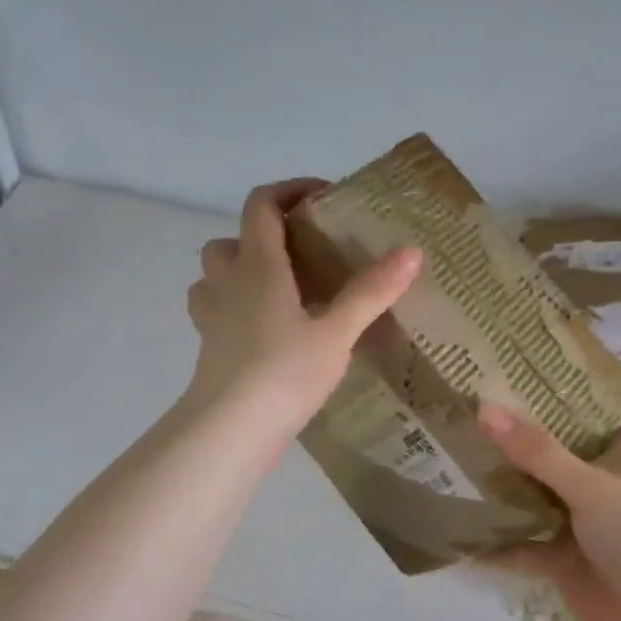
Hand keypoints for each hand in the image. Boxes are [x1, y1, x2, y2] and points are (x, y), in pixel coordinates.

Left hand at [183, 179, 420, 449]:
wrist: (230, 430)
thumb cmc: (283, 373)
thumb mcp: (336, 333)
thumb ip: (371, 292)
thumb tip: (411, 250)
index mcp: (257, 266)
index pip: (261, 205)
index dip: (289, 190)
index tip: (323, 198)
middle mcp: (227, 283)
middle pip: (229, 240)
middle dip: (260, 238)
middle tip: (300, 256)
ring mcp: (211, 317)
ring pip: (213, 277)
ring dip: (239, 272)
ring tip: (279, 292)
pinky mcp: (209, 349)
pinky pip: (214, 312)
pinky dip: (234, 309)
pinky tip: (264, 331)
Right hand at [479, 403, 620, 620]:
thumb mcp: (592, 488)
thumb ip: (538, 453)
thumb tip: (484, 407)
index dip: (620, 397)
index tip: (577, 373)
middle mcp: (607, 490)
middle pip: (570, 455)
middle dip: (534, 437)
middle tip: (485, 406)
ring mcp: (586, 529)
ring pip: (540, 500)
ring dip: (507, 489)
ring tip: (458, 459)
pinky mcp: (566, 565)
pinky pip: (523, 547)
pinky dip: (495, 544)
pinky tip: (458, 532)